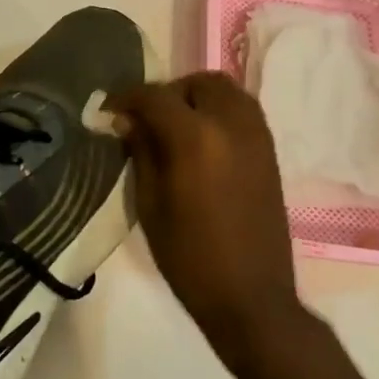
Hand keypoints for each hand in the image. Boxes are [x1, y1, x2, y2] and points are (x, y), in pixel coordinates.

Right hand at [108, 73, 307, 364]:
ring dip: (197, 98)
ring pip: (227, 91)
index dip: (126, 98)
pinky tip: (201, 142)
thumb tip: (127, 120)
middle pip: (198, 83)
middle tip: (145, 119)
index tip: (107, 112)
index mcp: (195, 138)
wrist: (250, 296)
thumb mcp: (150, 204)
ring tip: (174, 127)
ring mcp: (257, 137)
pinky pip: (243, 112)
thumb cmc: (188, 257)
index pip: (155, 96)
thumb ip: (141, 153)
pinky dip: (219, 112)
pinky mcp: (270, 153)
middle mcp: (231, 125)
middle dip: (167, 93)